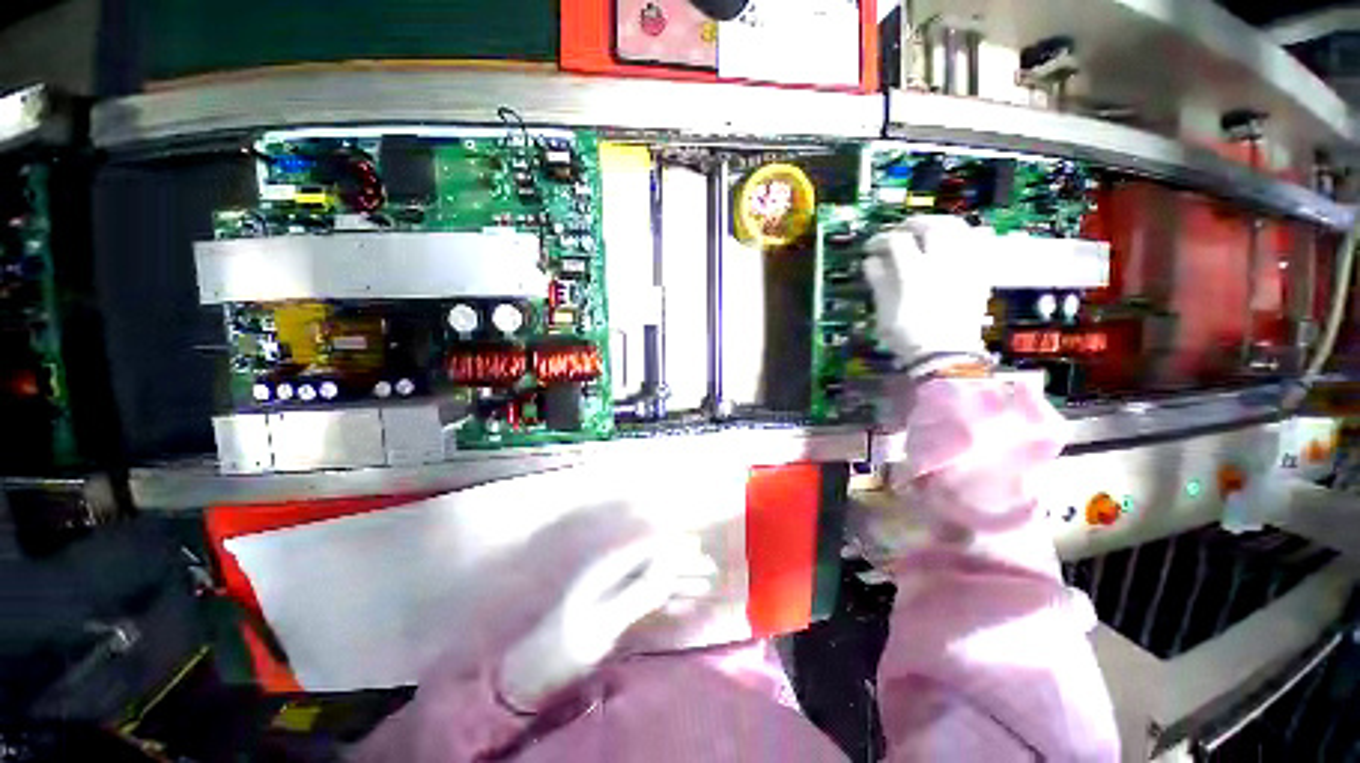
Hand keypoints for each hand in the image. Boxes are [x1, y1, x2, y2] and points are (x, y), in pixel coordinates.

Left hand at [497, 534, 716, 712]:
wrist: (535, 675)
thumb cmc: (567, 645)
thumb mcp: (604, 620)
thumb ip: (639, 591)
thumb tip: (669, 563)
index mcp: (608, 567)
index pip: (648, 545)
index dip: (673, 543)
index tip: (698, 546)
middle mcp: (613, 574)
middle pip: (655, 560)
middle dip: (682, 562)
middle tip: (710, 569)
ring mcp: (614, 592)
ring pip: (655, 578)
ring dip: (680, 580)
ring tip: (706, 585)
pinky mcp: (615, 610)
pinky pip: (649, 598)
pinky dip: (669, 599)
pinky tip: (685, 605)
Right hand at [863, 216, 993, 373]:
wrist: (945, 355)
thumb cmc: (908, 336)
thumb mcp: (884, 311)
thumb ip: (879, 281)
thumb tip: (872, 261)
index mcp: (913, 272)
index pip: (896, 241)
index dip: (880, 240)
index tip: (871, 247)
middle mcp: (942, 262)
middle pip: (930, 226)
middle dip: (913, 224)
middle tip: (901, 231)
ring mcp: (965, 265)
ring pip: (959, 228)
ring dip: (941, 224)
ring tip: (929, 230)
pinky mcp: (979, 273)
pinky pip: (980, 243)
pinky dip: (968, 235)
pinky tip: (958, 240)